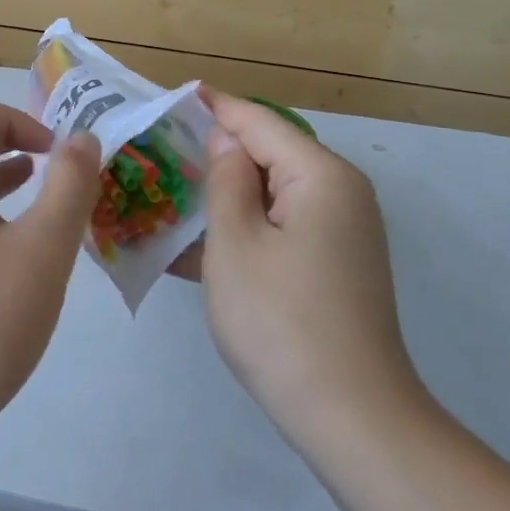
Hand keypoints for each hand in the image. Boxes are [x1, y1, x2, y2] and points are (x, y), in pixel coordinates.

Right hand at [197, 89, 428, 449]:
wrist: (350, 416)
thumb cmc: (280, 320)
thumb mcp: (235, 243)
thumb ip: (226, 181)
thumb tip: (226, 141)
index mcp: (320, 177)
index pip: (259, 122)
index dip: (216, 107)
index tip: (176, 94)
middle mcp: (340, 195)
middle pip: (269, 156)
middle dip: (216, 152)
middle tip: (160, 149)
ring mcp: (341, 234)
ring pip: (272, 196)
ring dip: (224, 196)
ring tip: (169, 193)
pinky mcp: (334, 267)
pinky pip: (281, 230)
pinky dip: (243, 230)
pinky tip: (199, 246)